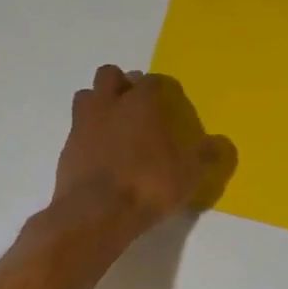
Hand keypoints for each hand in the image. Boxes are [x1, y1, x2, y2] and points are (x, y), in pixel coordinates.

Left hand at [53, 66, 235, 234]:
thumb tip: (221, 143)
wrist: (97, 213)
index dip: (159, 87)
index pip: (151, 80)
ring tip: (114, 124)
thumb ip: (205, 155)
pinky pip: (76, 129)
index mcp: (140, 103)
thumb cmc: (148, 185)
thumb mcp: (188, 174)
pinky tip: (100, 153)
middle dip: (122, 84)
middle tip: (135, 105)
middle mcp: (109, 105)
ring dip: (99, 103)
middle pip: (109, 75)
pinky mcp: (66, 148)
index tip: (167, 100)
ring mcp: (82, 125)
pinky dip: (88, 134)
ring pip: (86, 96)